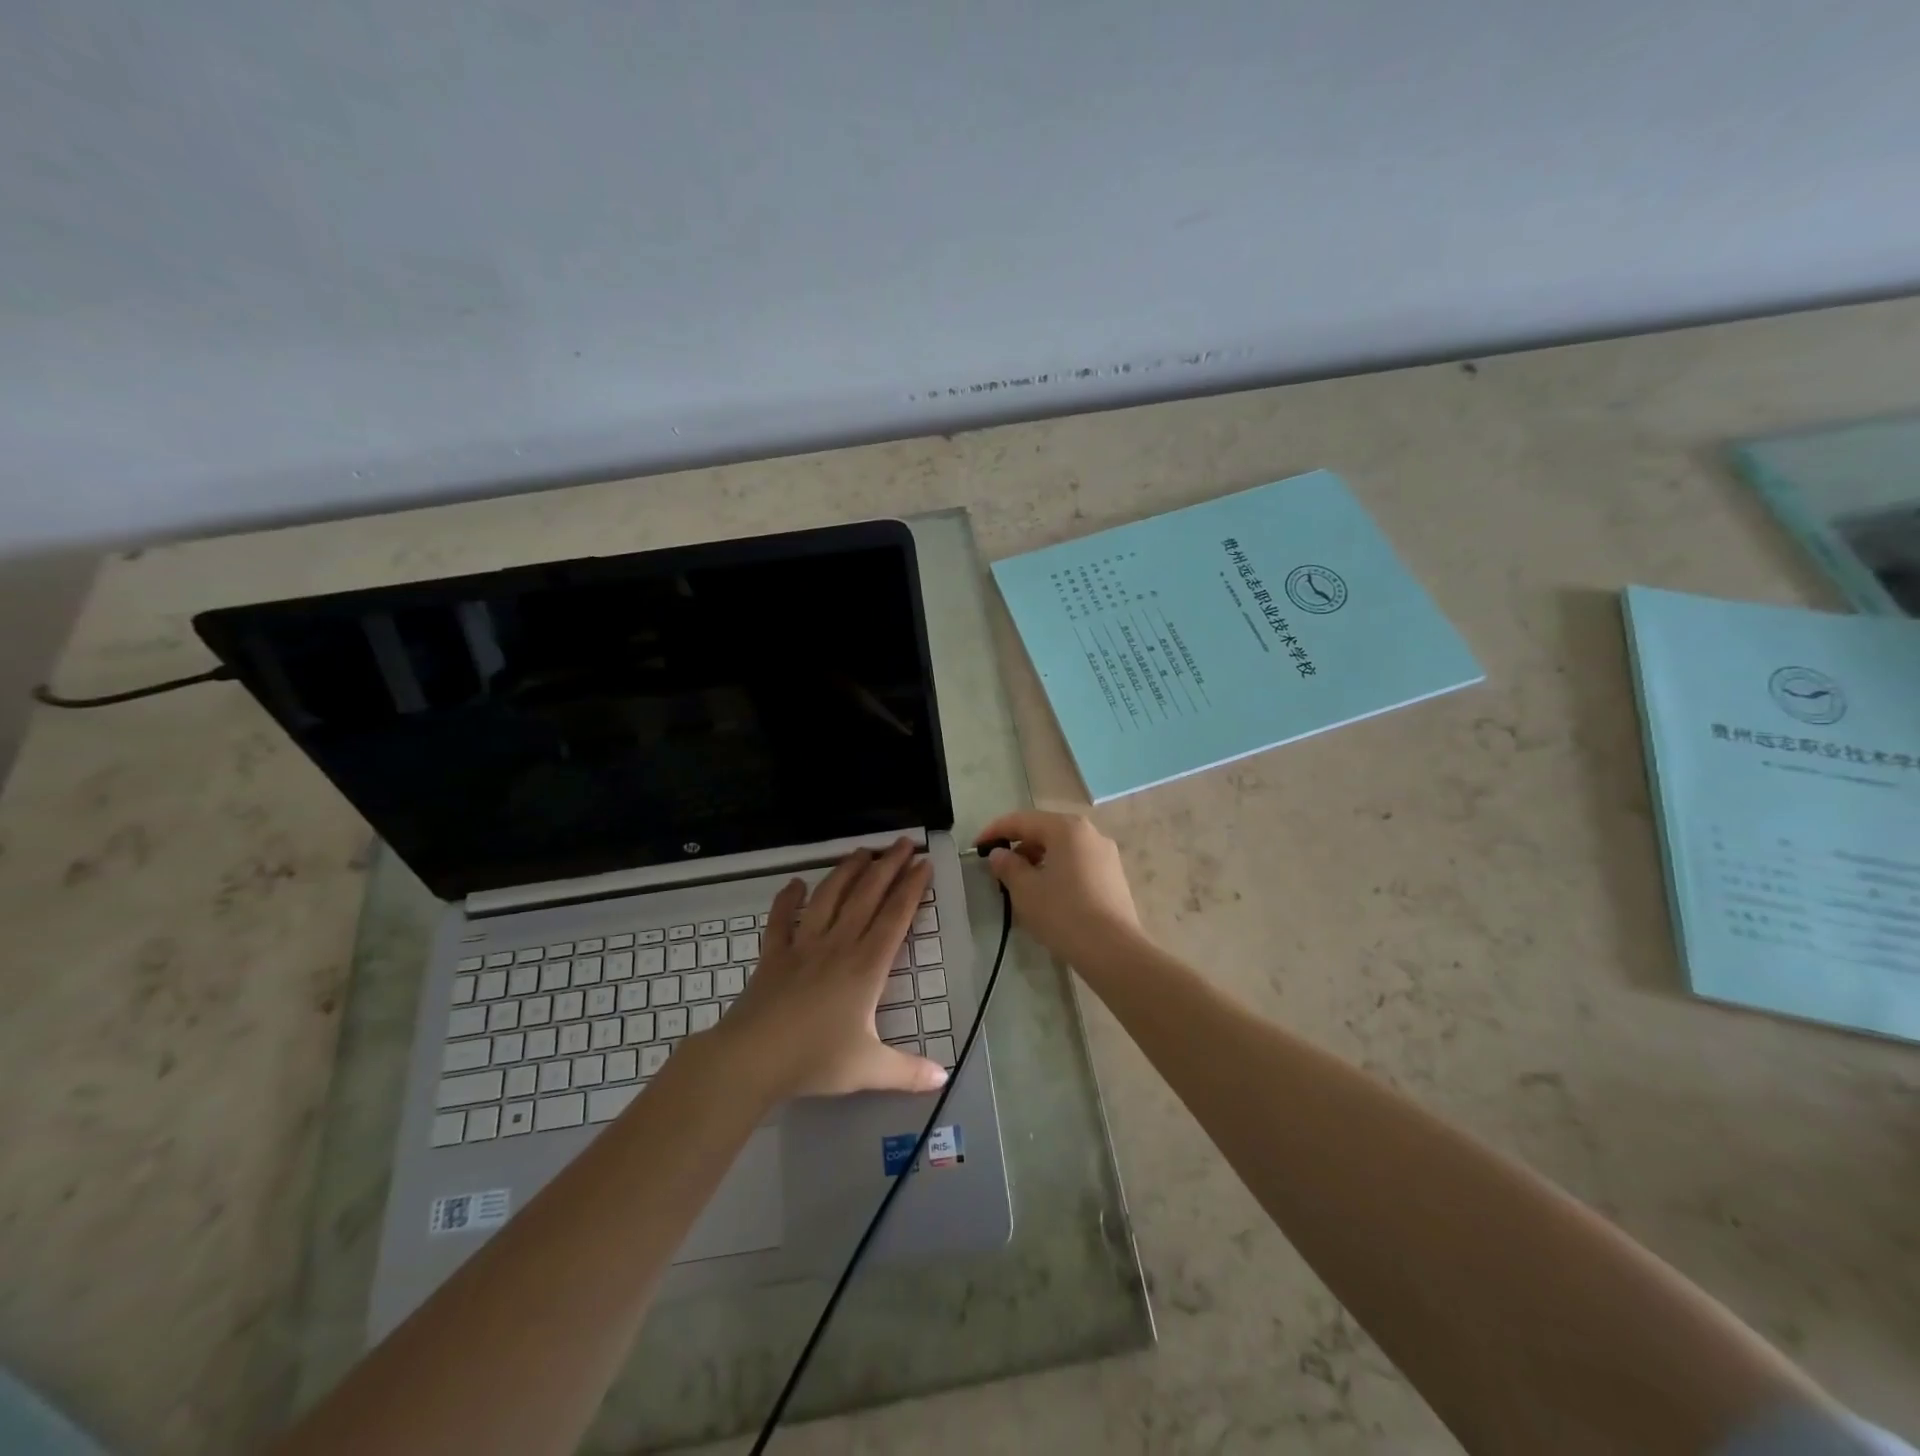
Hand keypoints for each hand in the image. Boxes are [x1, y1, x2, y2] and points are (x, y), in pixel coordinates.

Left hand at [714, 838, 948, 1100]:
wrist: (752, 1058)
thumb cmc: (815, 1059)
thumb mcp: (869, 1070)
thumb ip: (908, 1072)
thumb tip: (944, 1079)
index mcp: (866, 966)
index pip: (895, 916)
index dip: (912, 888)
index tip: (924, 863)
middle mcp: (838, 944)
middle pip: (867, 895)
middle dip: (888, 865)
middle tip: (903, 842)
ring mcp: (803, 945)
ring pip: (829, 896)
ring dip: (847, 870)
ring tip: (862, 851)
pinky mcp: (774, 954)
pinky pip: (781, 919)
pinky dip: (787, 899)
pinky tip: (794, 884)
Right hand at [977, 809, 1142, 966]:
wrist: (1113, 951)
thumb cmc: (1064, 913)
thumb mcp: (1025, 890)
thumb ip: (1007, 866)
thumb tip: (999, 854)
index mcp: (1067, 828)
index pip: (1022, 820)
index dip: (995, 831)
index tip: (976, 847)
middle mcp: (1090, 833)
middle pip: (1045, 831)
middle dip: (1018, 847)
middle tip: (998, 870)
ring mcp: (1106, 854)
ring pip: (1062, 848)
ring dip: (1037, 860)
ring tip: (1020, 885)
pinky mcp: (1114, 876)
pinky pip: (1077, 863)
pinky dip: (1057, 870)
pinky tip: (1047, 894)